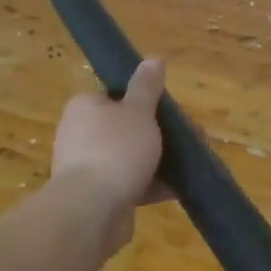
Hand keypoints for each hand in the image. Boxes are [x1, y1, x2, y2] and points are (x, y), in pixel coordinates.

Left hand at [49, 58, 172, 235]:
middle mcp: (80, 134)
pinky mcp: (97, 197)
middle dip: (159, 133)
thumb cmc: (115, 149)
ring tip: (189, 164)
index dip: (145, 101)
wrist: (91, 211)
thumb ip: (147, 86)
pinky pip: (129, 184)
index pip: (115, 96)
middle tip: (190, 138)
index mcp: (85, 107)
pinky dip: (151, 185)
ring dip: (157, 160)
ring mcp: (87, 167)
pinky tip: (177, 188)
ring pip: (130, 157)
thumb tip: (152, 58)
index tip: (171, 111)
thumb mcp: (138, 111)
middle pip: (126, 127)